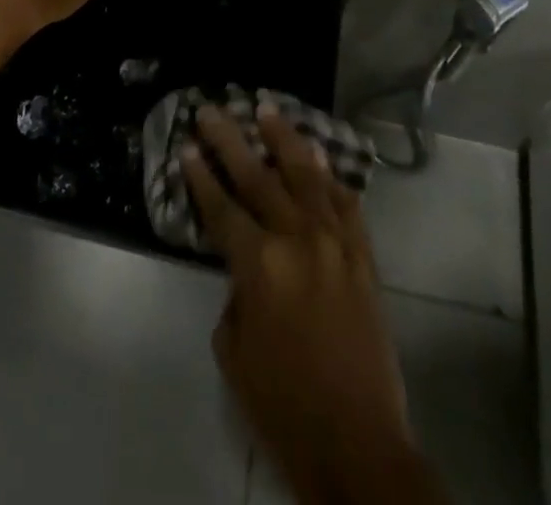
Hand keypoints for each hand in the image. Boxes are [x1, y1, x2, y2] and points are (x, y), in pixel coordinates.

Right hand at [184, 107, 448, 504]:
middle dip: (231, 140)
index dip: (201, 176)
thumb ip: (235, 295)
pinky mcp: (363, 257)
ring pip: (307, 176)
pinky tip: (319, 156)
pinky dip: (331, 178)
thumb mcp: (235, 353)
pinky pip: (346, 204)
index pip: (222, 207)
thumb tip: (245, 268)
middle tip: (212, 109)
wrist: (358, 443)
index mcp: (259, 265)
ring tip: (268, 108)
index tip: (187, 145)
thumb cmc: (283, 405)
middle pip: (258, 177)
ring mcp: (336, 244)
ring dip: (284, 139)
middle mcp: (297, 240)